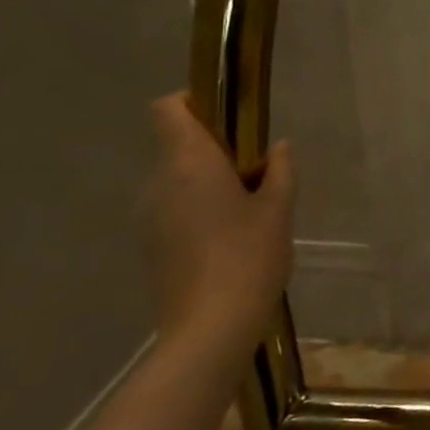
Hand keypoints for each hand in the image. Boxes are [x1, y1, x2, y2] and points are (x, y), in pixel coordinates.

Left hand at [145, 93, 295, 364]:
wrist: (210, 327)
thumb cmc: (250, 255)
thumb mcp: (279, 208)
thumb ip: (281, 170)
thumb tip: (278, 148)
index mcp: (189, 163)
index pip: (169, 109)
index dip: (195, 102)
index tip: (231, 117)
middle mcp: (159, 182)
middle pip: (176, 144)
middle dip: (214, 147)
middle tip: (258, 168)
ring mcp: (148, 215)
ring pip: (176, 178)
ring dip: (207, 180)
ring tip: (250, 207)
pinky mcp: (150, 244)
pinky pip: (173, 207)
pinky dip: (198, 207)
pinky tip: (231, 236)